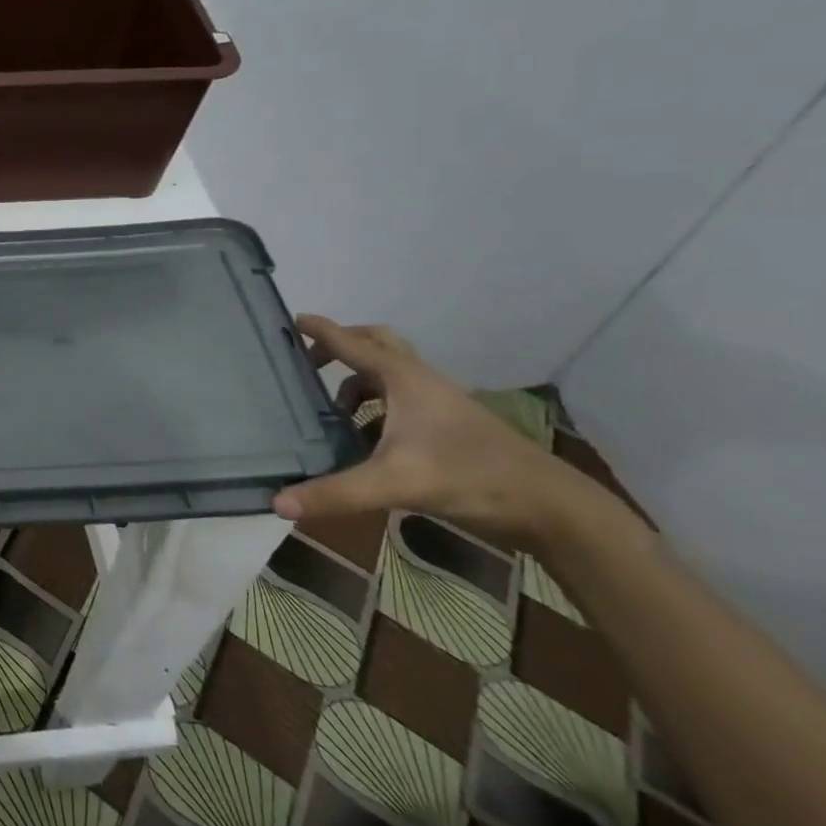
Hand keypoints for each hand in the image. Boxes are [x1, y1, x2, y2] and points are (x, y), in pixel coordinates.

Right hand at [274, 315, 605, 550]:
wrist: (547, 505)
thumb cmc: (468, 477)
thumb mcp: (394, 484)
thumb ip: (335, 493)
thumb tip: (278, 504)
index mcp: (403, 378)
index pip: (352, 343)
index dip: (320, 330)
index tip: (292, 319)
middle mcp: (419, 381)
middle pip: (375, 344)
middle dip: (341, 347)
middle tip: (310, 362)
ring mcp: (438, 402)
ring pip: (389, 374)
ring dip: (358, 381)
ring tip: (332, 410)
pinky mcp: (448, 425)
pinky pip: (400, 399)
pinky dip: (375, 407)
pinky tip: (364, 440)